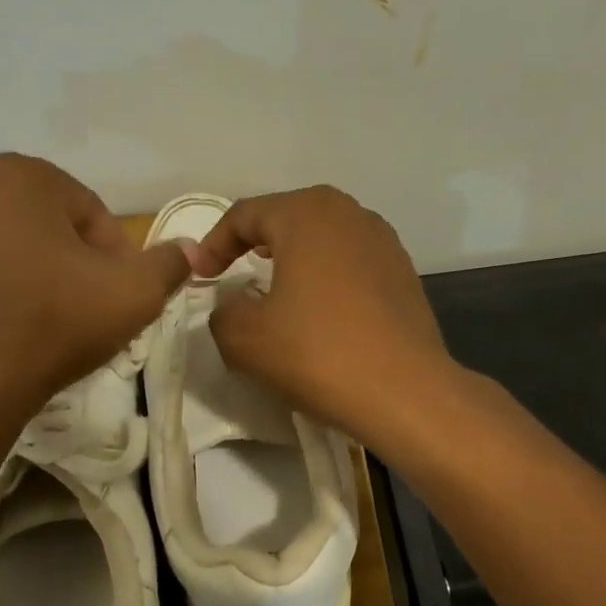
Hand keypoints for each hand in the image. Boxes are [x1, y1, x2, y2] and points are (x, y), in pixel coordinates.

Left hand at [0, 157, 189, 424]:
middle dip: (42, 237)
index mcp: (19, 178)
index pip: (82, 205)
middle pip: (14, 202)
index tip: (115, 291)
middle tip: (61, 288)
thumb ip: (167, 265)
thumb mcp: (133, 295)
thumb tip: (189, 250)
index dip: (108, 249)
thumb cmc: (50, 326)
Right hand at [192, 187, 454, 443]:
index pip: (245, 214)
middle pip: (288, 215)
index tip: (201, 277)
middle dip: (255, 240)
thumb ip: (222, 313)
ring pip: (324, 236)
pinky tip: (320, 308)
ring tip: (276, 285)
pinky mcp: (403, 272)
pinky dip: (326, 275)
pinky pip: (351, 261)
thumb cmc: (317, 353)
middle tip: (235, 267)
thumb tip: (232, 305)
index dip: (214, 243)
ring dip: (294, 256)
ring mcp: (383, 241)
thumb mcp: (244, 338)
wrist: (404, 391)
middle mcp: (349, 213)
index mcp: (306, 214)